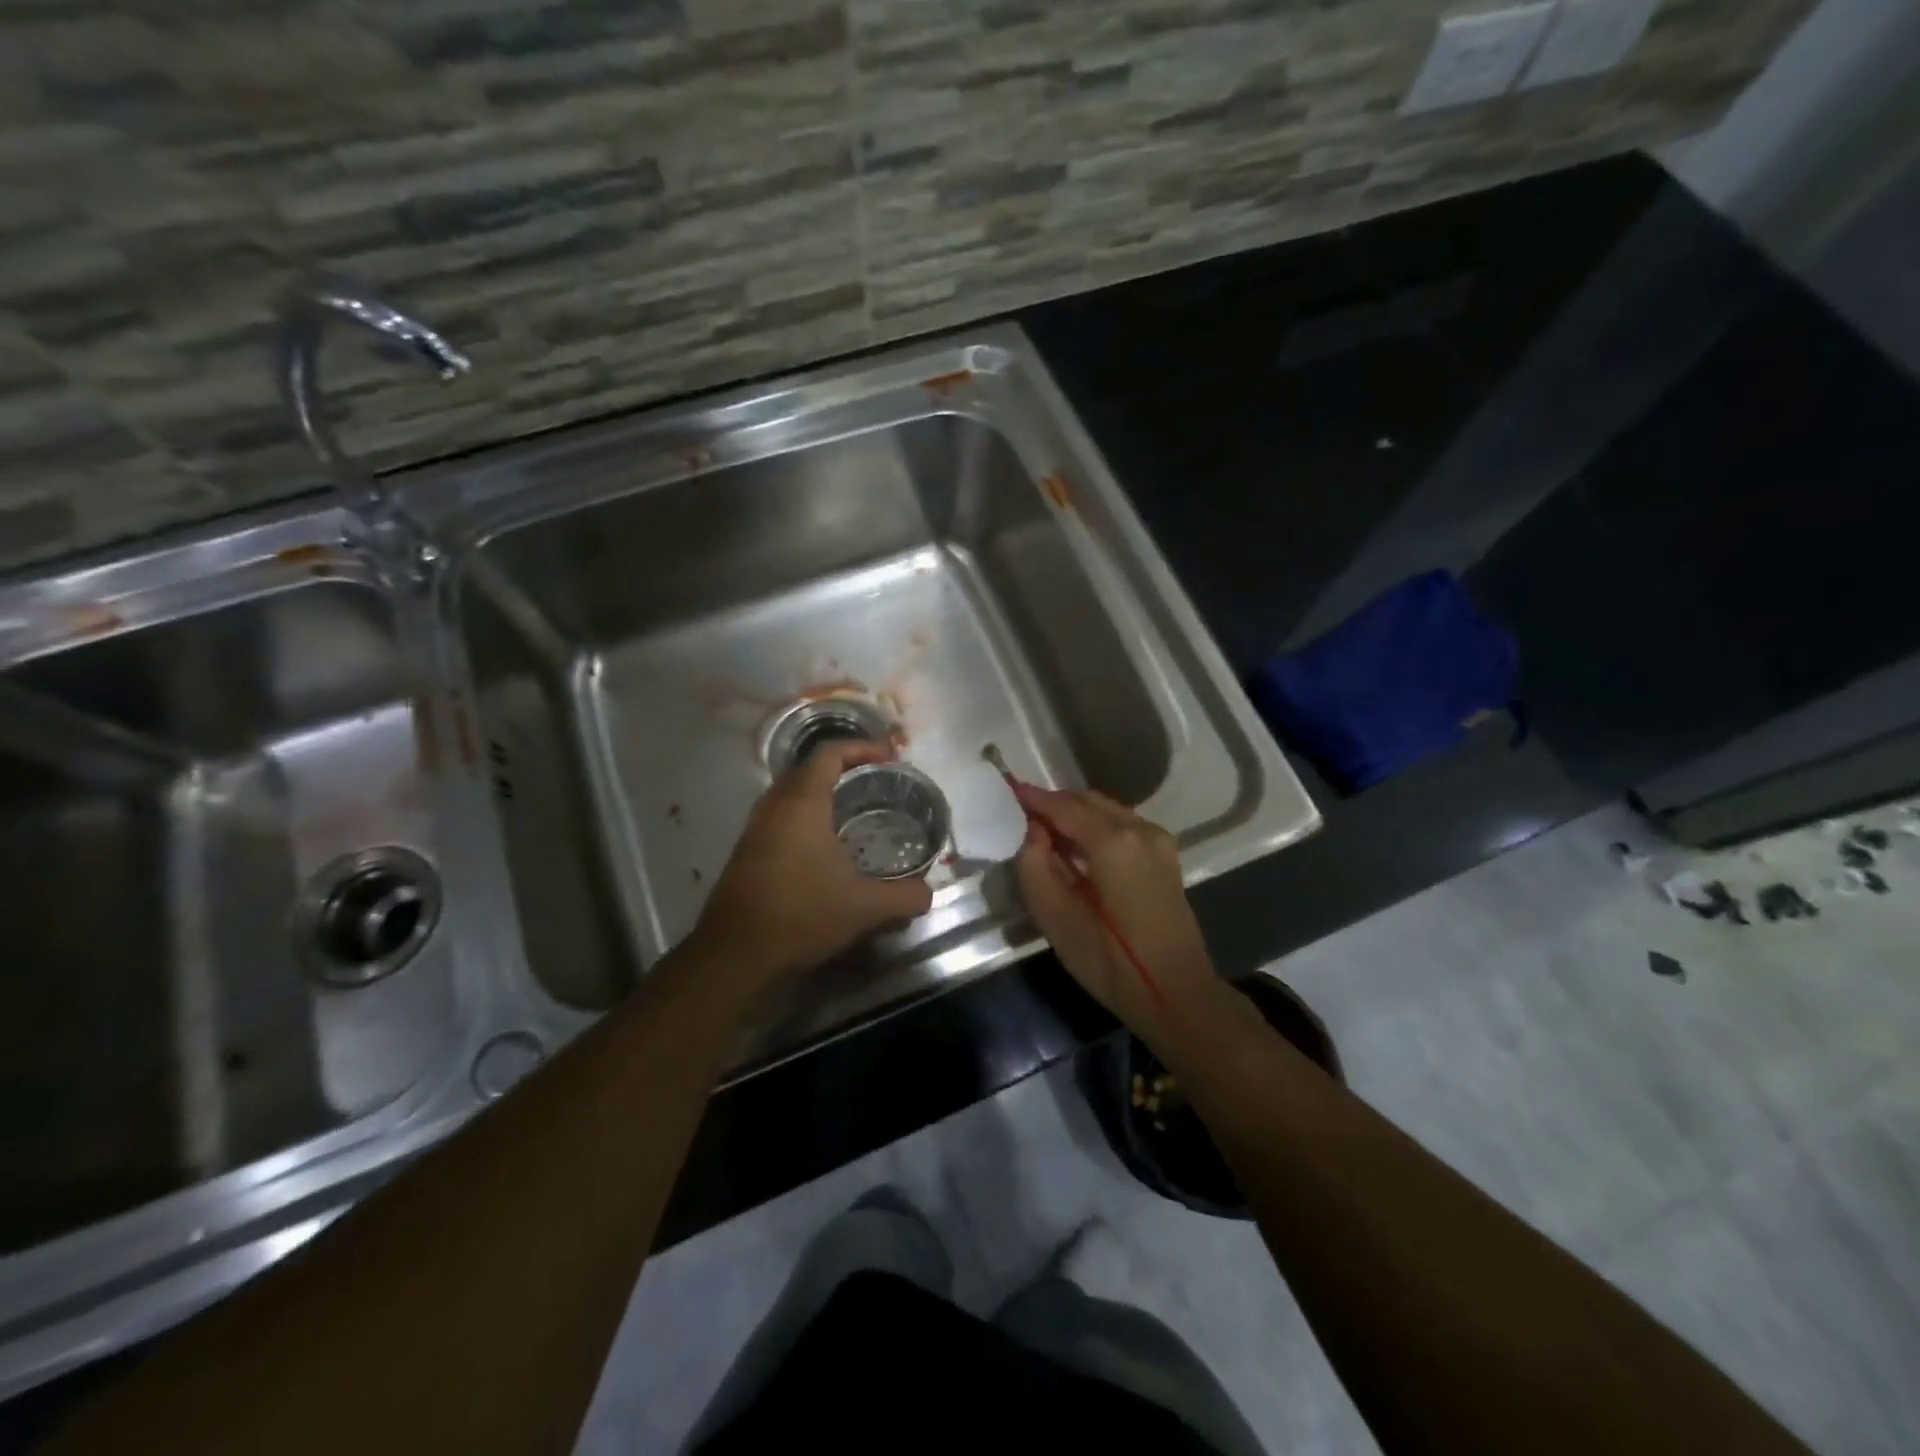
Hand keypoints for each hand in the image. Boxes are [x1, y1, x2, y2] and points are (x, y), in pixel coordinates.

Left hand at [693, 740, 933, 986]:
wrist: (734, 955)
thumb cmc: (801, 915)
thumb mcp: (864, 908)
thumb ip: (904, 896)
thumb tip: (927, 893)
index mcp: (802, 803)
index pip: (830, 754)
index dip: (862, 748)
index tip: (890, 757)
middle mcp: (774, 806)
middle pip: (808, 768)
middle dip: (844, 768)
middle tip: (876, 781)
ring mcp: (755, 829)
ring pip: (791, 794)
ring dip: (822, 793)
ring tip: (855, 810)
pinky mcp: (747, 853)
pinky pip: (781, 818)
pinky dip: (806, 817)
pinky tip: (826, 847)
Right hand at [1012, 784, 1219, 1034]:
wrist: (1176, 993)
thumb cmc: (1110, 962)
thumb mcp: (1055, 918)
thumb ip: (1034, 866)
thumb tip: (1034, 832)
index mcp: (1113, 842)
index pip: (1064, 806)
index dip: (1034, 798)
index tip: (1008, 789)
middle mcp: (1139, 829)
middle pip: (1088, 801)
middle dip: (1055, 804)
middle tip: (1022, 815)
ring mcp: (1158, 840)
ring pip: (1107, 811)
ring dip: (1075, 814)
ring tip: (1045, 832)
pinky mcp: (1166, 856)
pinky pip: (1122, 825)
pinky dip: (1096, 826)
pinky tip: (1078, 847)